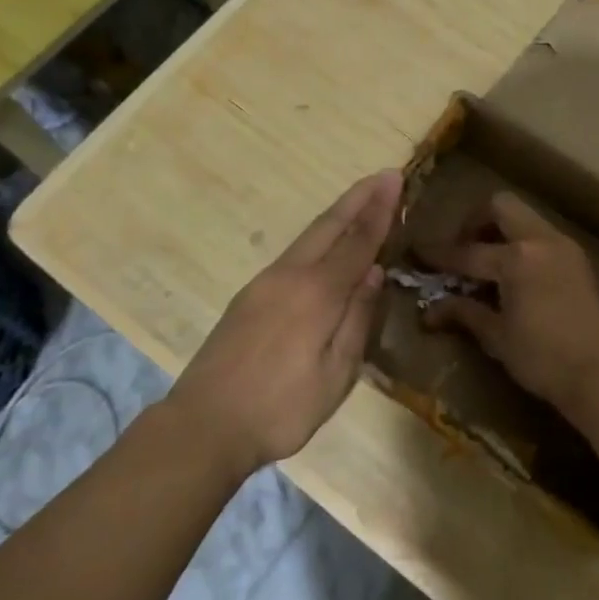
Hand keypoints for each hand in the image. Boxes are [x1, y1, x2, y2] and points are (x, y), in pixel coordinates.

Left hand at [167, 170, 399, 472]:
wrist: (203, 425)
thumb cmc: (280, 409)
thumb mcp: (335, 375)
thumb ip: (356, 319)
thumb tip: (374, 273)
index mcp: (317, 294)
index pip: (358, 242)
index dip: (379, 211)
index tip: (394, 179)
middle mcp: (290, 276)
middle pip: (329, 226)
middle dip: (359, 198)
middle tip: (384, 174)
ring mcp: (264, 283)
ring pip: (308, 236)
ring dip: (338, 213)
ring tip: (361, 198)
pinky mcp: (249, 296)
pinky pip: (294, 253)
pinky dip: (319, 237)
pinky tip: (326, 243)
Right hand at [417, 192, 598, 417]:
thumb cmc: (543, 359)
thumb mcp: (497, 337)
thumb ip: (465, 313)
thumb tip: (429, 310)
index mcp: (517, 258)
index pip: (468, 251)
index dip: (439, 255)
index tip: (418, 253)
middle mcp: (540, 240)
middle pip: (500, 206)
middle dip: (474, 222)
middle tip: (462, 250)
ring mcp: (563, 246)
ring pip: (524, 218)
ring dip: (500, 230)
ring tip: (485, 264)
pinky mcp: (576, 259)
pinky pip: (540, 236)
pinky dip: (521, 244)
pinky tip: (512, 275)